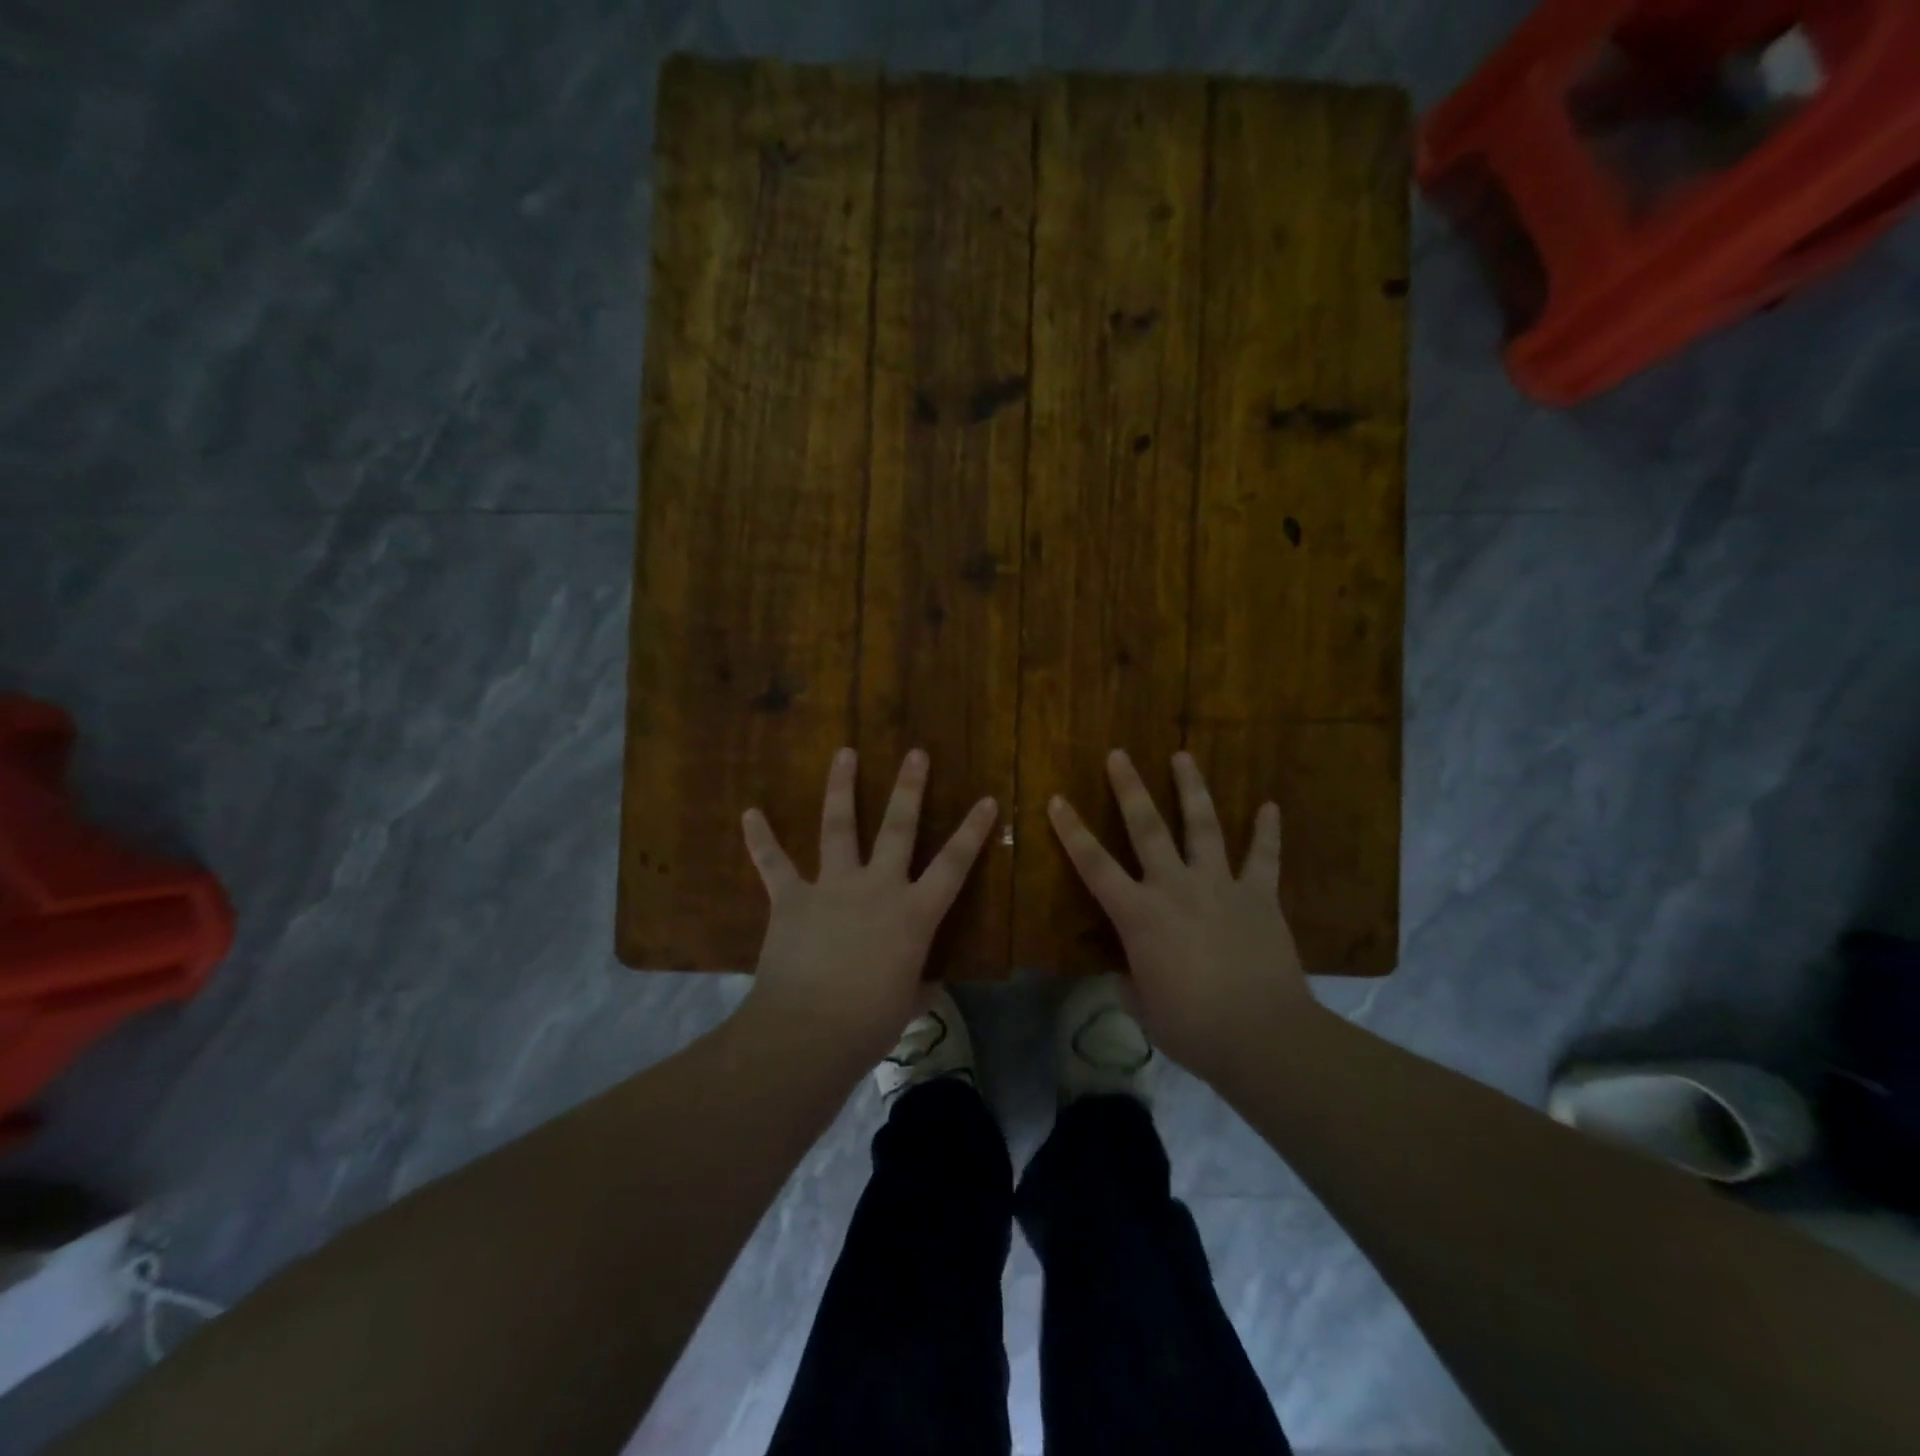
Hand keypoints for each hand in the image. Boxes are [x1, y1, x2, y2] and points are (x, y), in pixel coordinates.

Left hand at [738, 747, 997, 1068]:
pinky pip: (773, 863)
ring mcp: (832, 887)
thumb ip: (920, 985)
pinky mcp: (792, 898)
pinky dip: (760, 838)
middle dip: (909, 788)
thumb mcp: (908, 1005)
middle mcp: (877, 887)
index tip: (986, 799)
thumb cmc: (869, 1024)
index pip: (954, 865)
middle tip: (916, 753)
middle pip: (898, 827)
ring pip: (839, 826)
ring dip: (841, 787)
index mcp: (914, 914)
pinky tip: (750, 813)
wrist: (808, 1032)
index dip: (973, 831)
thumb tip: (929, 984)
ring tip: (845, 752)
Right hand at [1048, 749, 1312, 1075]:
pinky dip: (1267, 831)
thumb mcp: (1145, 1007)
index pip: (1094, 865)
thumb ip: (1132, 980)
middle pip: (1146, 828)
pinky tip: (1271, 806)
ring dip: (1191, 788)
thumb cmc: (1192, 1027)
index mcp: (1139, 915)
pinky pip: (1264, 856)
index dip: (1072, 832)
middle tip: (1118, 754)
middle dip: (1129, 788)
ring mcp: (1219, 886)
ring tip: (1183, 755)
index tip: (1057, 800)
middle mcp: (1174, 887)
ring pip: (1202, 826)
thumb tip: (1131, 972)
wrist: (1262, 1035)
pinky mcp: (1259, 896)